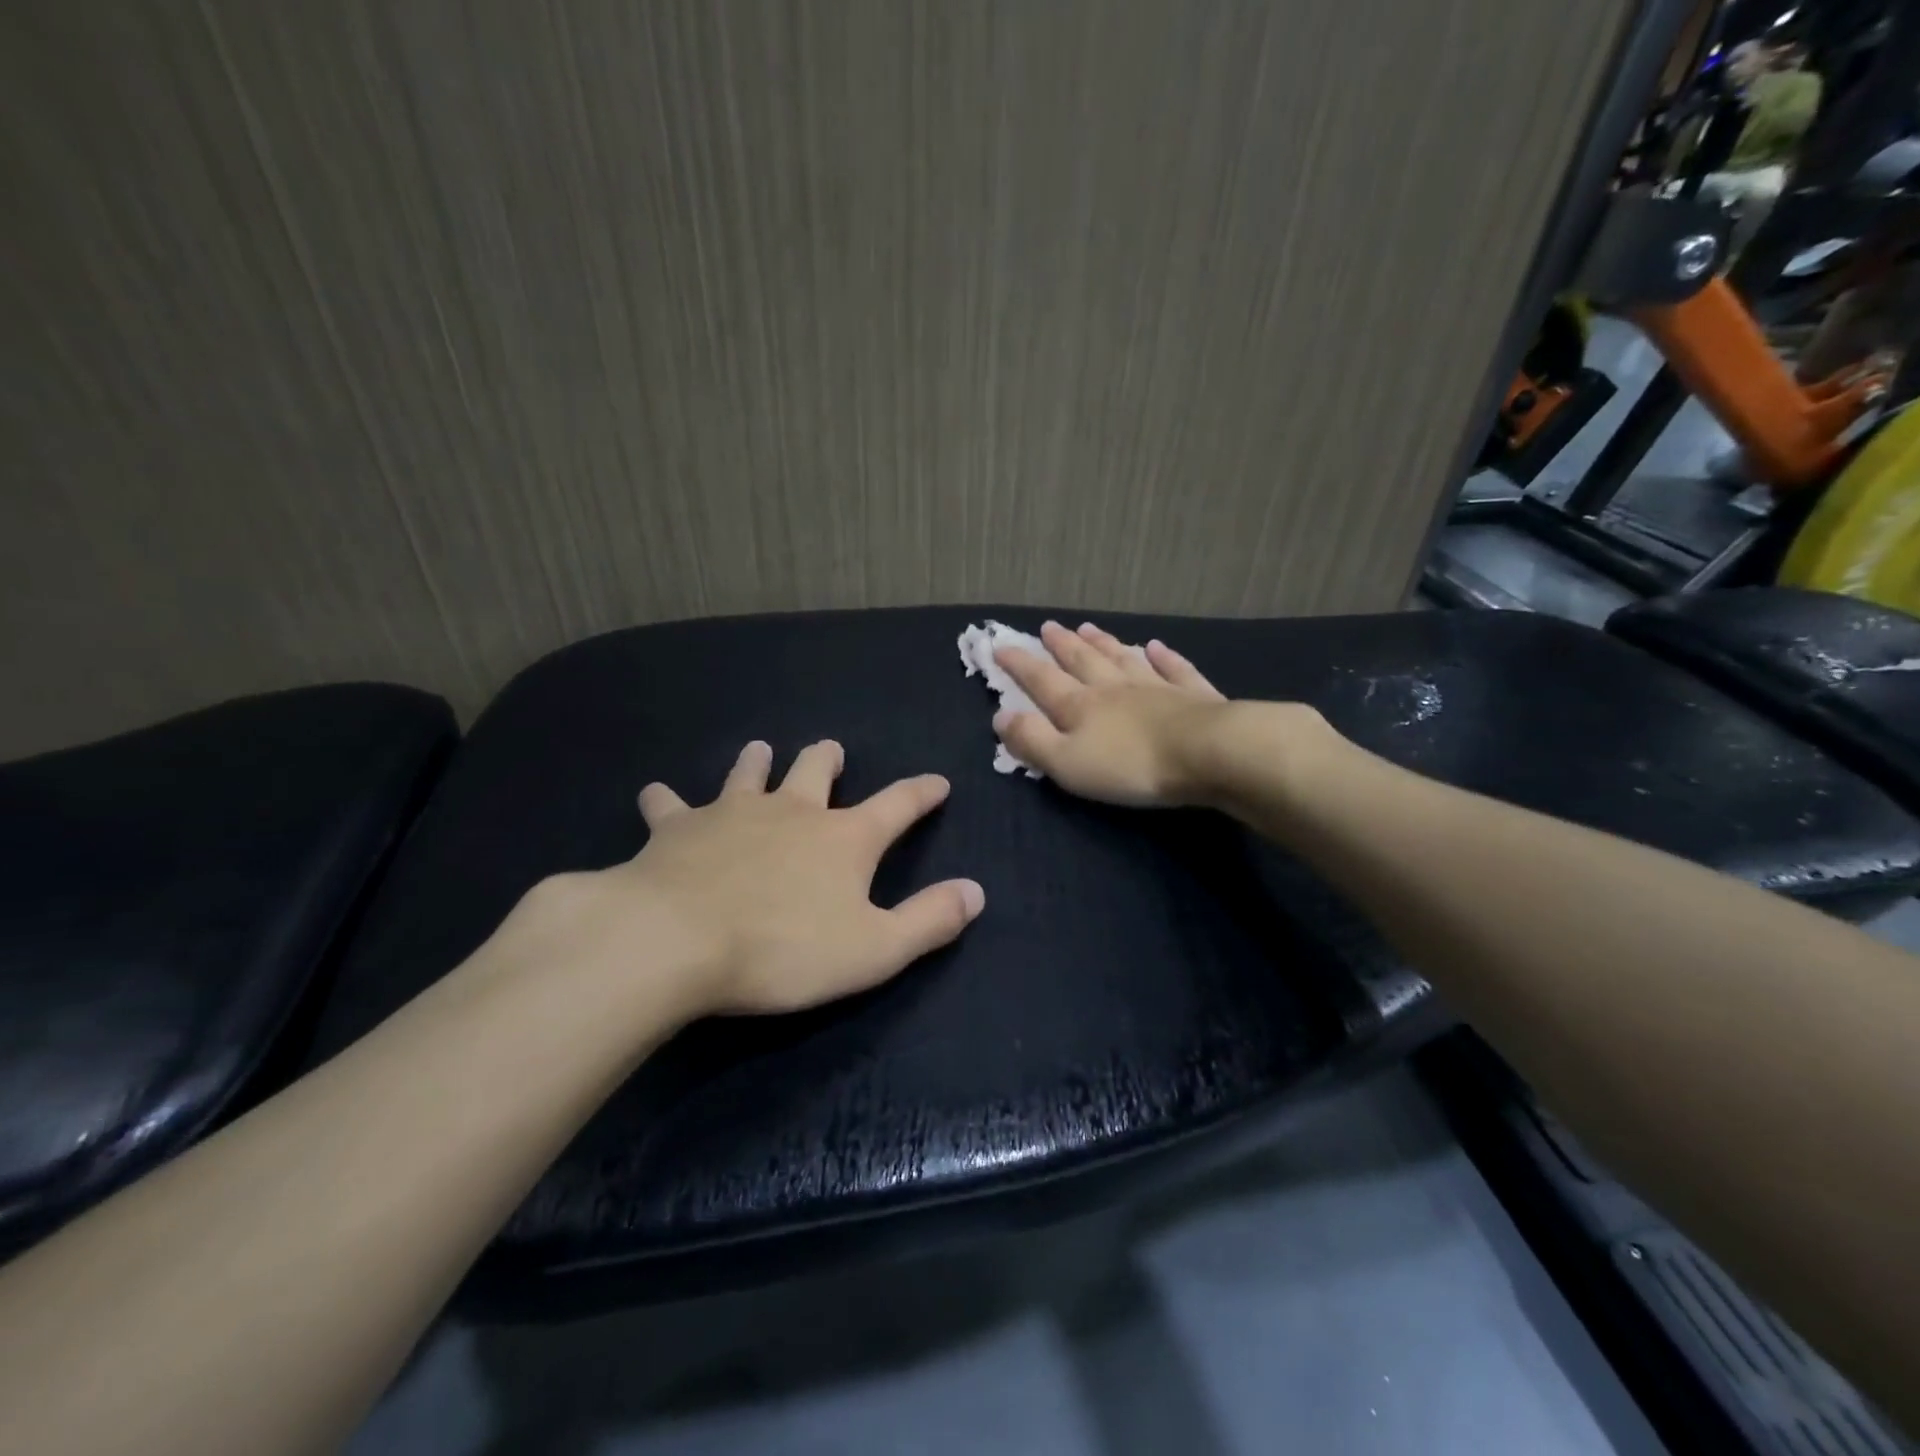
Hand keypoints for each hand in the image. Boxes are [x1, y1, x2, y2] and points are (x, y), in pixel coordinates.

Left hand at [521, 741, 983, 1020]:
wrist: (676, 939)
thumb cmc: (784, 950)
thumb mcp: (874, 949)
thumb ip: (928, 920)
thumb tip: (975, 892)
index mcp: (844, 838)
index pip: (898, 804)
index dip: (921, 793)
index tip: (937, 781)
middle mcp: (792, 811)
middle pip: (815, 771)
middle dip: (827, 760)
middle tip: (830, 751)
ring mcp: (731, 813)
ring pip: (748, 773)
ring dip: (756, 761)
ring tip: (759, 750)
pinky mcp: (677, 828)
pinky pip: (669, 805)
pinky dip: (665, 800)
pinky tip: (655, 795)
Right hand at [993, 621, 1228, 806]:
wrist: (1207, 753)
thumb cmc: (1130, 765)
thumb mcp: (1067, 762)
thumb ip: (1032, 740)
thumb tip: (1000, 715)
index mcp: (1080, 706)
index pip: (1042, 681)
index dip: (1020, 664)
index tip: (1000, 646)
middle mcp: (1114, 688)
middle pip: (1083, 661)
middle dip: (1061, 645)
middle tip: (1048, 626)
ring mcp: (1156, 687)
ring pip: (1123, 658)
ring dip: (1104, 643)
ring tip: (1089, 628)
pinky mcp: (1193, 695)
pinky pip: (1174, 669)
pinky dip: (1164, 656)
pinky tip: (1156, 646)